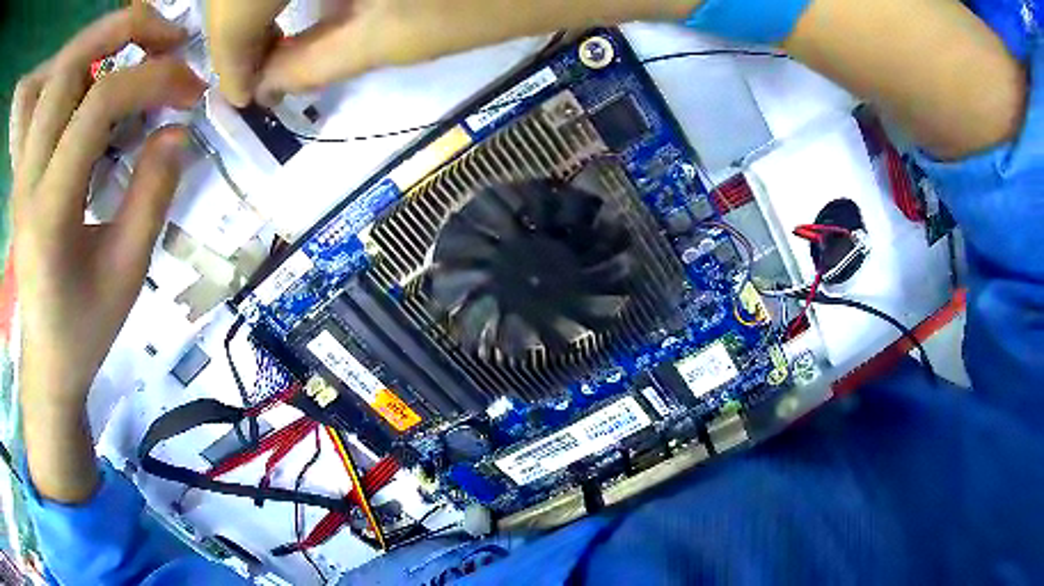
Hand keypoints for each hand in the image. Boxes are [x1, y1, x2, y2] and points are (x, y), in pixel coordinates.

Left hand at [11, 4, 204, 501]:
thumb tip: (178, 128)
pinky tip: (104, 85)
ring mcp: (23, 170)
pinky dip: (83, 70)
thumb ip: (153, 194)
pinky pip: (52, 95)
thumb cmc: (85, 329)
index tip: (190, 90)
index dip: (151, 80)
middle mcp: (28, 178)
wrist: (46, 357)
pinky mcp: (25, 168)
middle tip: (166, 40)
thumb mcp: (128, 273)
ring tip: (138, 53)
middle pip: (68, 66)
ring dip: (101, 45)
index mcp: (49, 211)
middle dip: (122, 31)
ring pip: (58, 74)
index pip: (97, 105)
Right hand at [208, 0, 698, 106]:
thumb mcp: (397, 38)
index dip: (228, 53)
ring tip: (270, 36)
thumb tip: (263, 83)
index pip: (234, 4)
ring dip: (257, 0)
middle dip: (236, 24)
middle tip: (250, 64)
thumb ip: (313, 62)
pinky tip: (306, 0)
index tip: (238, 94)